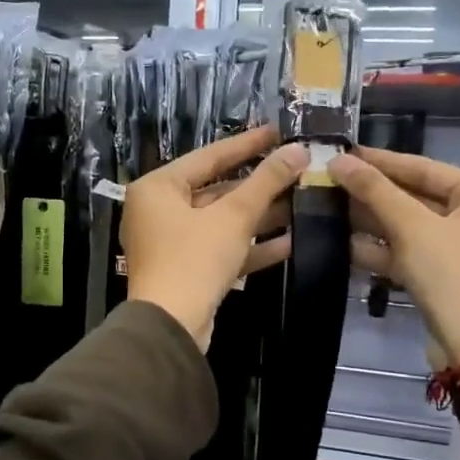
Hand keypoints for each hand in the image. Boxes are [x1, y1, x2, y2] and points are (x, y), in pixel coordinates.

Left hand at [122, 124, 305, 349]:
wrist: (171, 326)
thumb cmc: (194, 259)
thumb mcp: (233, 216)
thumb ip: (266, 181)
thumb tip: (299, 150)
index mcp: (158, 188)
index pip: (209, 156)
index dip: (248, 144)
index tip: (279, 132)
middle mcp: (158, 211)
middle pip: (216, 190)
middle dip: (259, 186)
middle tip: (296, 171)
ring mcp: (170, 243)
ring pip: (221, 222)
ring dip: (259, 217)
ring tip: (300, 203)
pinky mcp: (185, 271)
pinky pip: (220, 249)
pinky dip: (249, 246)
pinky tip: (289, 242)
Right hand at [327, 147, 459, 366]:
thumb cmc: (453, 275)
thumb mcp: (412, 227)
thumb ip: (375, 191)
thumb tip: (339, 161)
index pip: (422, 167)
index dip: (379, 161)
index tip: (342, 152)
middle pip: (414, 196)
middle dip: (371, 192)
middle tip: (328, 180)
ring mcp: (458, 247)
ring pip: (407, 225)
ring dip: (369, 220)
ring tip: (326, 207)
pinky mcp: (441, 274)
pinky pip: (406, 251)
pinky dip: (379, 249)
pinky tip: (341, 243)